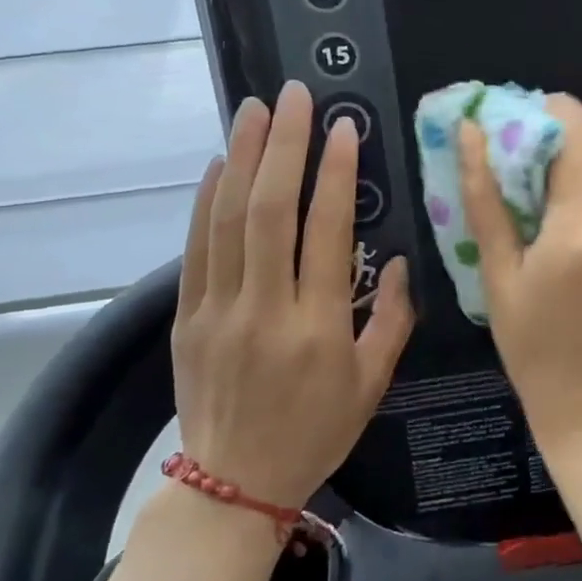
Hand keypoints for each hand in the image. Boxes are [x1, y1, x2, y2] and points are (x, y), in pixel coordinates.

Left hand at [170, 82, 413, 509]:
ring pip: (227, 219)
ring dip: (242, 158)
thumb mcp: (372, 384)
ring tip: (254, 110)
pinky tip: (219, 164)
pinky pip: (196, 248)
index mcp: (318, 326)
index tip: (343, 128)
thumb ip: (391, 319)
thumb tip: (394, 260)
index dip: (335, 173)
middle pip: (270, 211)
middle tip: (294, 96)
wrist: (234, 484)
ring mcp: (217, 310)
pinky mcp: (187, 317)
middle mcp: (264, 308)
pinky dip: (206, 200)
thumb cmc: (317, 432)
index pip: (325, 231)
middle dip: (284, 145)